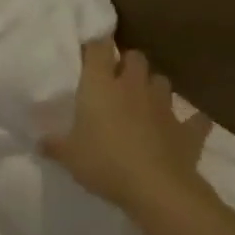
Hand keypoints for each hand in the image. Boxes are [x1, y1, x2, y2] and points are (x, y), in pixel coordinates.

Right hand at [40, 39, 212, 216]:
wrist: (156, 188)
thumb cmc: (104, 163)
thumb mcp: (67, 156)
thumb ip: (54, 145)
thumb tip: (40, 141)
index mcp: (100, 87)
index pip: (99, 49)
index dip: (94, 46)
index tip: (88, 54)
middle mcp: (133, 87)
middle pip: (136, 58)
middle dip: (127, 63)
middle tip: (115, 78)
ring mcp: (164, 106)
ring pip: (162, 81)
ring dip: (153, 87)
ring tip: (143, 101)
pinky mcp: (187, 129)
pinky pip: (194, 119)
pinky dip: (190, 121)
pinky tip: (183, 127)